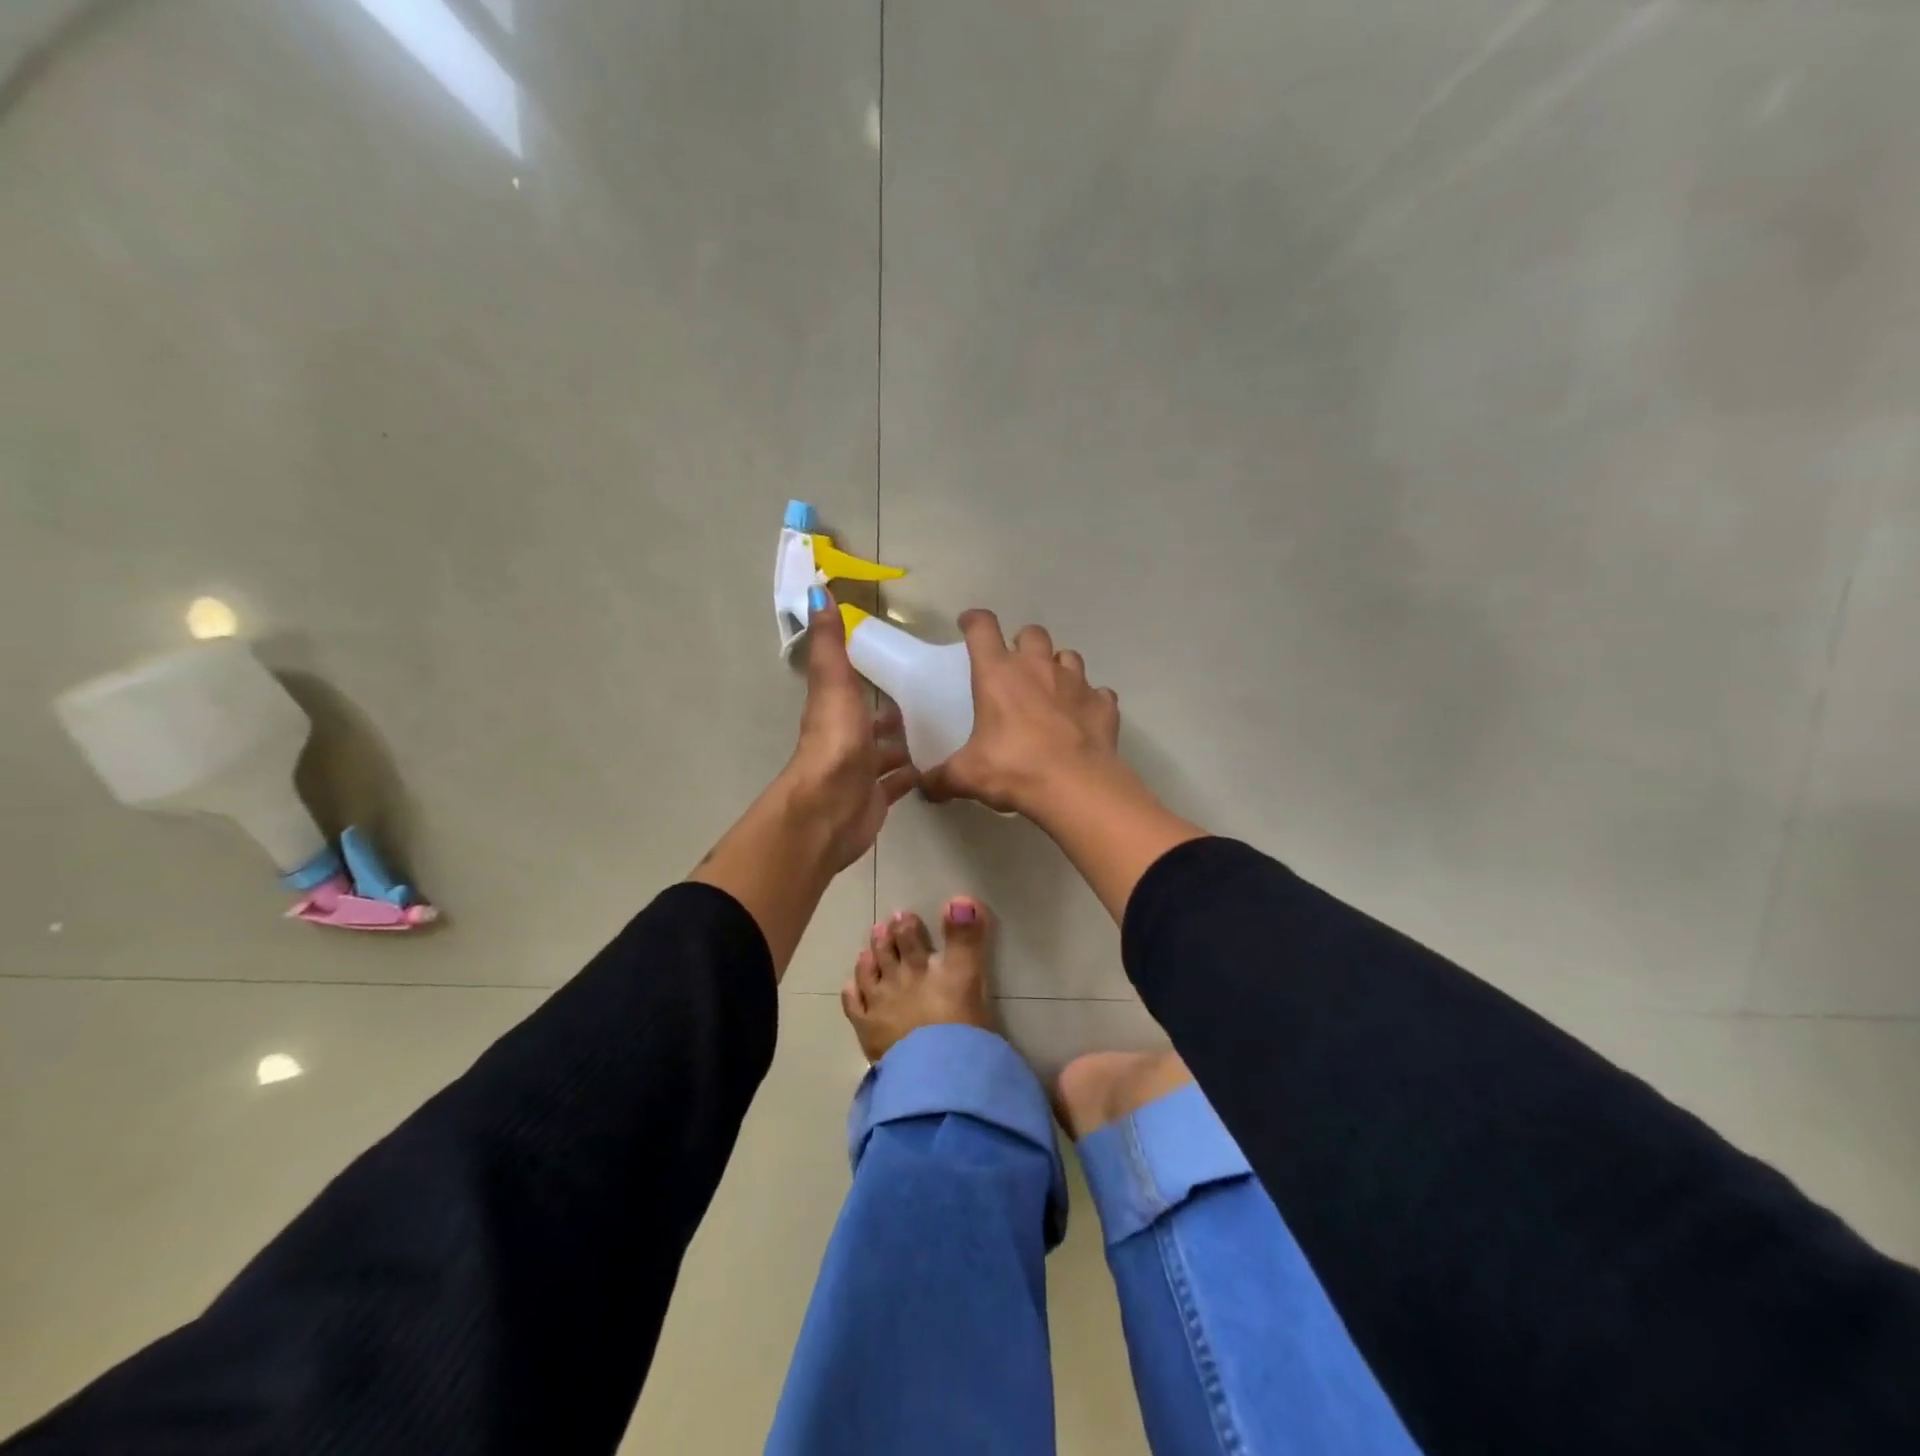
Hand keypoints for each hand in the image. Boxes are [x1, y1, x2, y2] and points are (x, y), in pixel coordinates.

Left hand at [783, 590, 918, 869]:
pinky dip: (914, 775)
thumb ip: (831, 643)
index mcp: (835, 709)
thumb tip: (818, 591)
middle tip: (933, 700)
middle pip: (872, 722)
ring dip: (906, 743)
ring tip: (944, 730)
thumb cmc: (836, 741)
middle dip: (895, 713)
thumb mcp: (834, 682)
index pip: (851, 686)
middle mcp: (847, 739)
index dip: (868, 674)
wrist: (832, 807)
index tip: (900, 662)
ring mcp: (861, 771)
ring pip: (886, 753)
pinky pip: (898, 783)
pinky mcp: (876, 798)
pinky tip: (938, 766)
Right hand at [921, 610, 1123, 816]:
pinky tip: (1083, 717)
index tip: (968, 624)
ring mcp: (1076, 682)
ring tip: (1051, 689)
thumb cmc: (1013, 769)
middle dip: (1022, 643)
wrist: (1075, 785)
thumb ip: (942, 778)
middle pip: (1031, 633)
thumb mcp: (967, 776)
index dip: (974, 621)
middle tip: (1015, 666)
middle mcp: (1038, 668)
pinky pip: (1098, 693)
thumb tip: (924, 788)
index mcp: (998, 674)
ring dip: (1058, 666)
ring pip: (1068, 656)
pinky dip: (1090, 701)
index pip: (982, 628)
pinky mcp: (1103, 704)